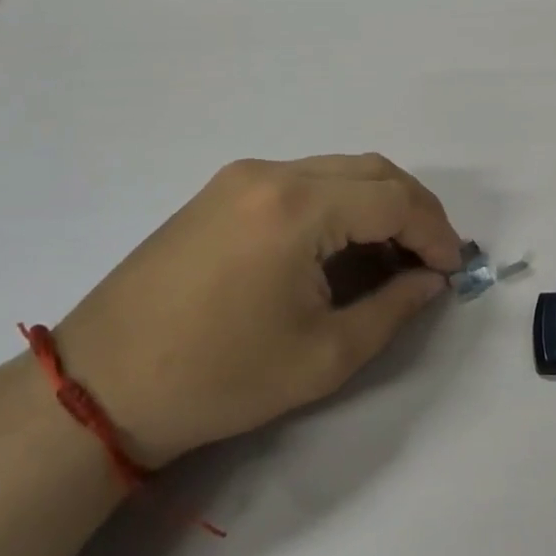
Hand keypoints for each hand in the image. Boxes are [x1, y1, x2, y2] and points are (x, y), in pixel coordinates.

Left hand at [54, 155, 463, 465]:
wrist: (102, 385)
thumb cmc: (219, 378)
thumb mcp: (322, 356)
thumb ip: (392, 310)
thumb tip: (430, 280)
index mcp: (298, 207)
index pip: (394, 200)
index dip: (435, 231)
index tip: (453, 269)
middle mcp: (273, 172)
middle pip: (371, 172)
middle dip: (414, 210)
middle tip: (432, 258)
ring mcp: (242, 176)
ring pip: (339, 170)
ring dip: (377, 203)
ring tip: (393, 254)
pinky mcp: (222, 190)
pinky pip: (303, 180)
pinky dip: (339, 203)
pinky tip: (342, 245)